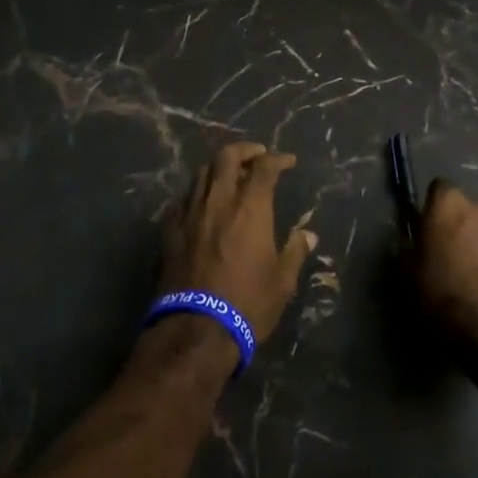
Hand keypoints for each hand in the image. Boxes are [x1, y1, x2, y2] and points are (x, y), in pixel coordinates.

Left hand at [161, 143, 316, 342]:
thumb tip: (308, 234)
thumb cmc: (247, 303)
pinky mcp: (170, 228)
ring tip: (229, 176)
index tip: (288, 161)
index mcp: (250, 207)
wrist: (195, 328)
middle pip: (226, 157)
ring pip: (202, 173)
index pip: (265, 167)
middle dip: (244, 150)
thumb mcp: (282, 282)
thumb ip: (295, 252)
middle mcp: (219, 199)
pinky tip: (203, 204)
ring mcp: (190, 211)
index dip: (278, 159)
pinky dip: (198, 193)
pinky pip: (184, 198)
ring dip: (218, 168)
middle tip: (256, 156)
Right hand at [413, 178, 477, 346]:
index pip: (438, 189)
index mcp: (450, 204)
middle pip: (468, 210)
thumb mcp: (409, 274)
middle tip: (451, 255)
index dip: (433, 209)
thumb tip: (410, 242)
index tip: (428, 231)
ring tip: (475, 276)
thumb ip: (408, 248)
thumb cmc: (444, 296)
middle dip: (460, 226)